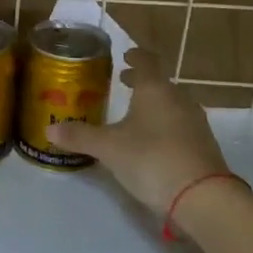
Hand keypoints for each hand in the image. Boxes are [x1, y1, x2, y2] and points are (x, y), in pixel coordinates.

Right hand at [46, 48, 233, 216]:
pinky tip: (153, 140)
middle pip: (159, 83)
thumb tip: (49, 130)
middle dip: (141, 82)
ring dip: (153, 104)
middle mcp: (178, 99)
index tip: (126, 55)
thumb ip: (80, 136)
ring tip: (135, 113)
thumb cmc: (150, 159)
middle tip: (123, 82)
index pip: (146, 61)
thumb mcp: (108, 148)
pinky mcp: (204, 145)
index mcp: (155, 89)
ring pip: (171, 104)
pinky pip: (180, 125)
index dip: (135, 57)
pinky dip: (165, 124)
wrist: (203, 197)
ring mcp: (195, 122)